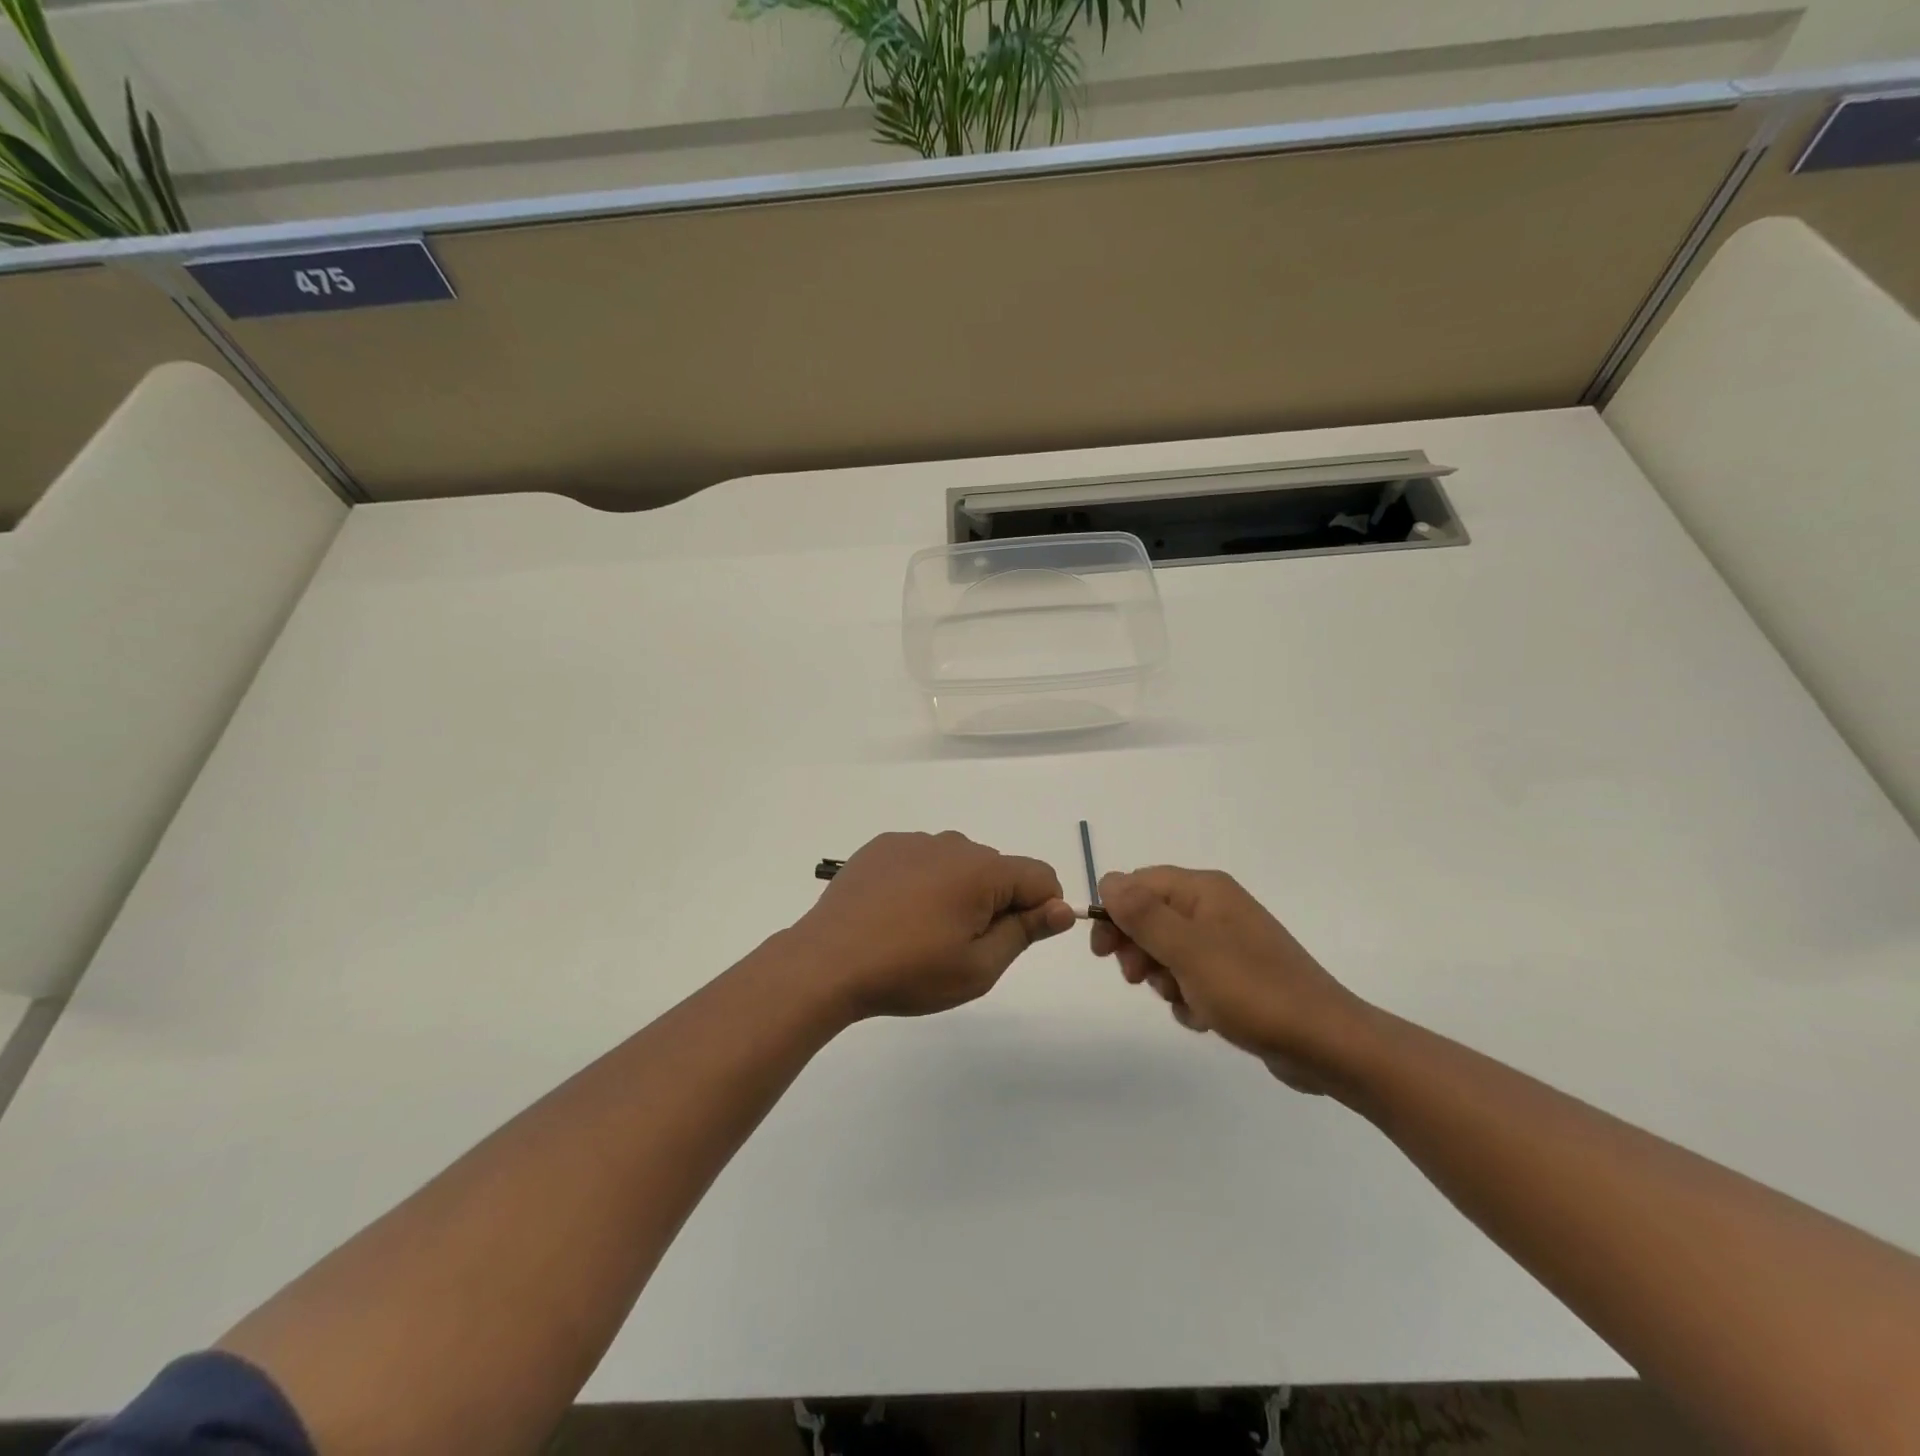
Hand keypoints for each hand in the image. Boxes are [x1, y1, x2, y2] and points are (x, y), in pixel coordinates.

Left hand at [793, 831, 1074, 1019]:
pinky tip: (896, 913)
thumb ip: (1026, 932)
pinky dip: (923, 881)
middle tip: (960, 946)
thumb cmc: (910, 971)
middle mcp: (952, 843)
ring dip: (958, 891)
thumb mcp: (978, 967)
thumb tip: (1063, 907)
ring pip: (958, 864)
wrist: (828, 962)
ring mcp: (913, 841)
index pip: (1040, 876)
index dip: (1040, 910)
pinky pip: (922, 859)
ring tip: (923, 932)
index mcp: (983, 870)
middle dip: (995, 903)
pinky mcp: (882, 846)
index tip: (1011, 941)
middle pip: (998, 870)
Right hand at [1091, 866, 1369, 1091]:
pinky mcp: (1238, 975)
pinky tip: (1203, 1017)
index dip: (1114, 913)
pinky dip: (1188, 997)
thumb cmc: (1252, 991)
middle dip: (1139, 949)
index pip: (1139, 884)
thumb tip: (1107, 881)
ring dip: (1163, 978)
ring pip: (1168, 951)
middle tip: (1139, 980)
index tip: (1103, 953)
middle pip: (1151, 916)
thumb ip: (1143, 914)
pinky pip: (1192, 976)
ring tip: (1183, 1002)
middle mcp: (1215, 907)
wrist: (1327, 1043)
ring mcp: (1228, 941)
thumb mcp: (1188, 951)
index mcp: (1205, 890)